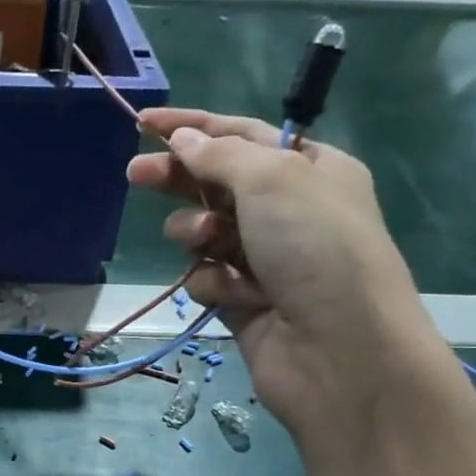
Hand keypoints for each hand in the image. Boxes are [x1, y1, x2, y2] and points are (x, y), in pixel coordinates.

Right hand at [128, 109, 452, 452]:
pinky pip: (209, 280)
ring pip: (207, 234)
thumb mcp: (272, 179)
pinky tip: (233, 295)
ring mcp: (266, 260)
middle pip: (218, 183)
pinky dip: (213, 283)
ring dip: (196, 232)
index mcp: (310, 169)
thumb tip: (182, 139)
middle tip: (135, 176)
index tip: (143, 125)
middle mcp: (288, 211)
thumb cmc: (315, 248)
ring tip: (201, 240)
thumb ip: (220, 155)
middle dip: (179, 178)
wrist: (339, 350)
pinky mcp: (245, 303)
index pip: (242, 136)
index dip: (192, 127)